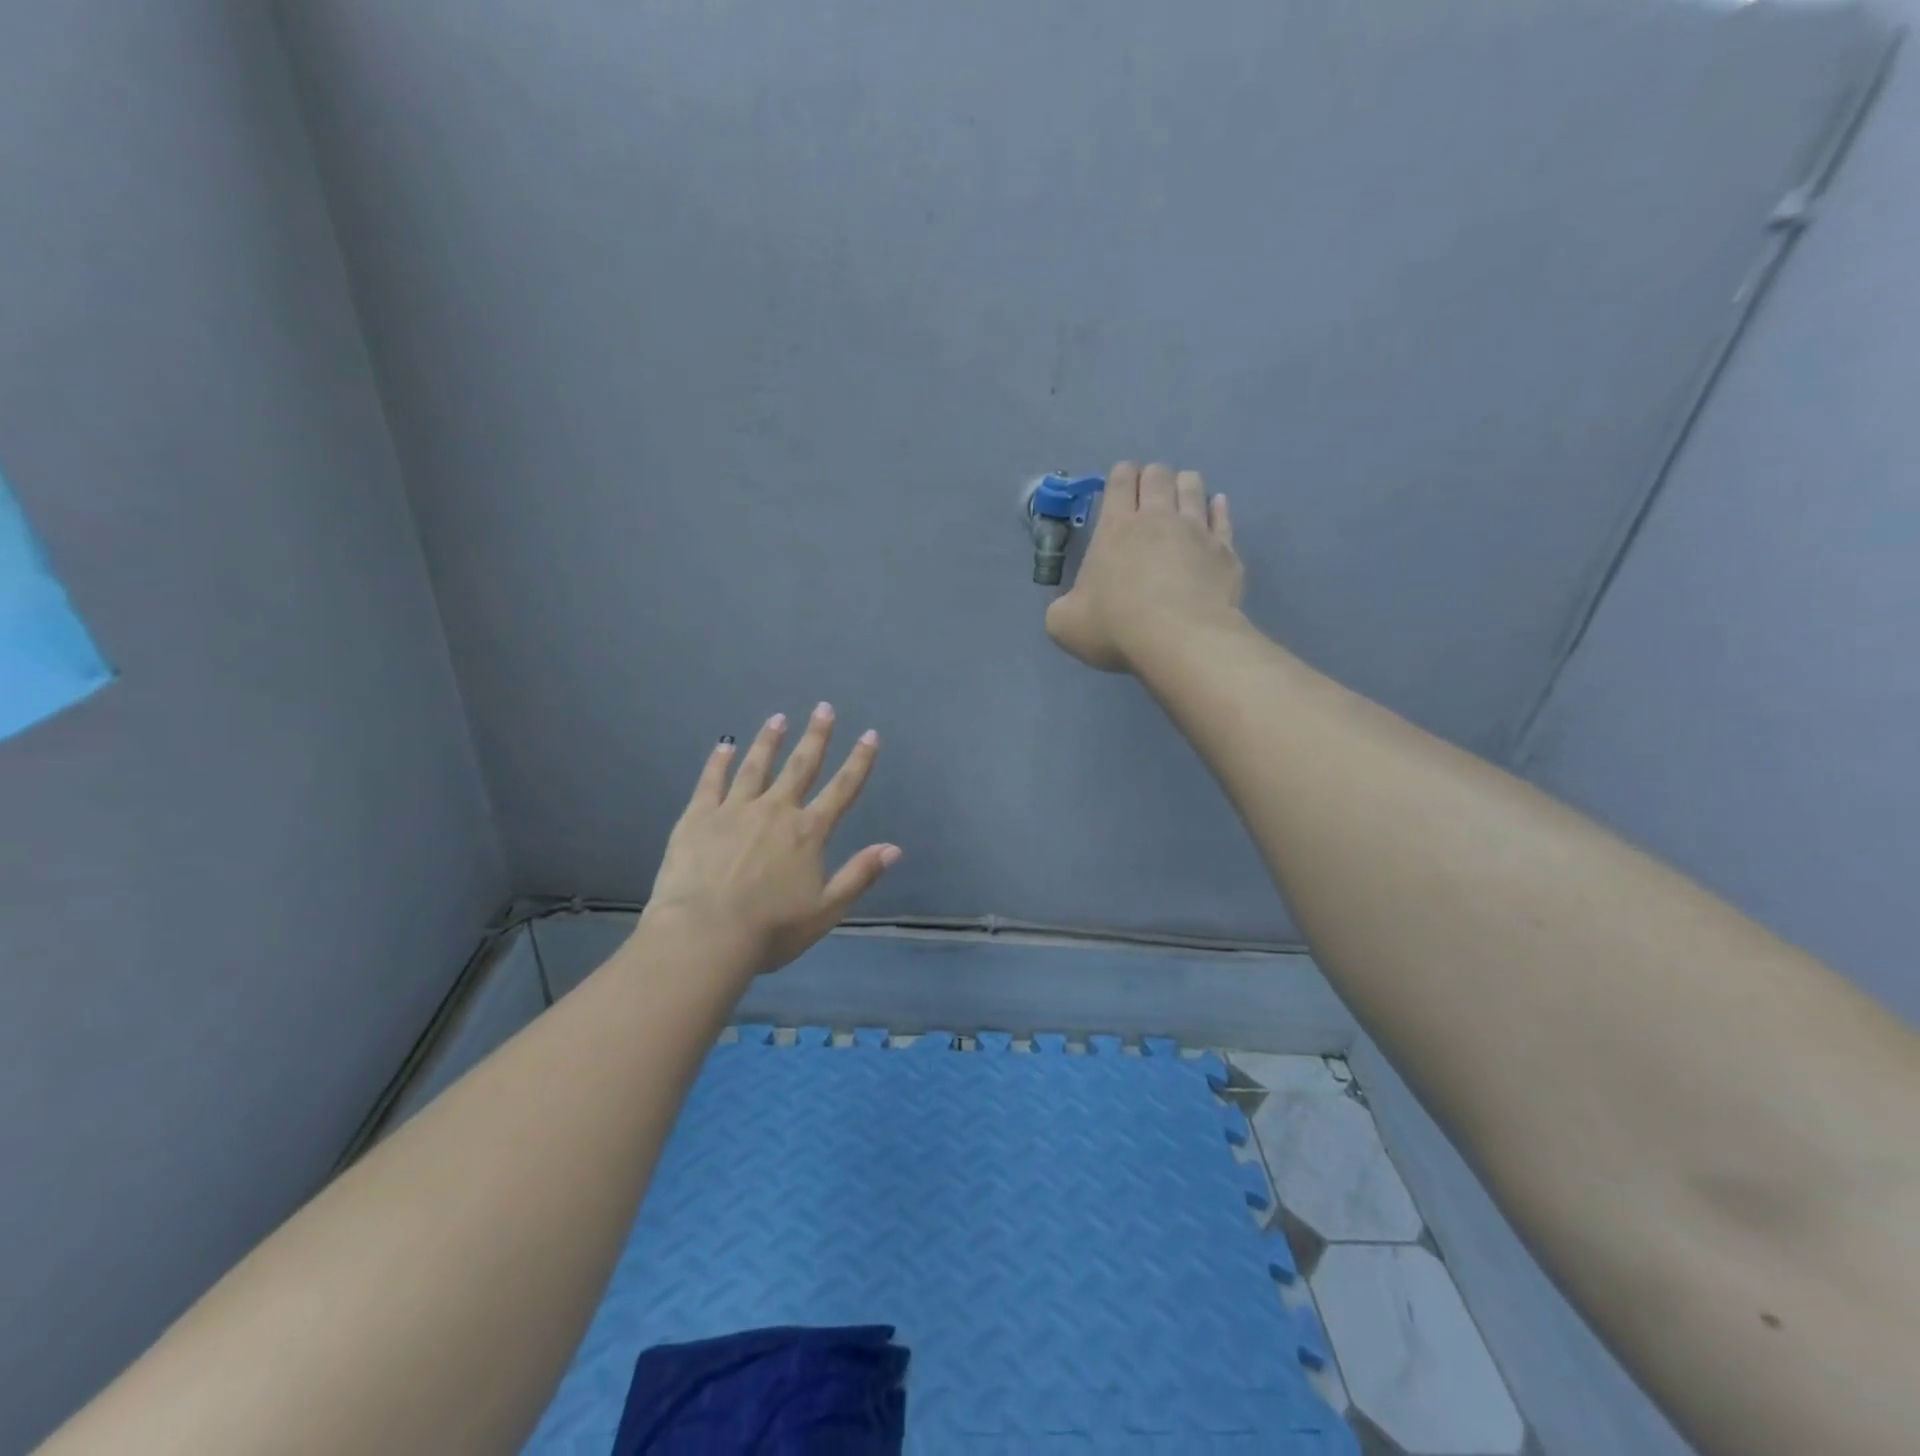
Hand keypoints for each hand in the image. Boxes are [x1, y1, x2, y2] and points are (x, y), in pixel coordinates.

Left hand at [642, 703, 900, 980]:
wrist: (704, 934)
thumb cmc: (770, 929)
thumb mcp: (826, 910)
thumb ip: (859, 875)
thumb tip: (894, 848)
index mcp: (808, 832)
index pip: (842, 789)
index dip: (859, 761)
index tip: (869, 735)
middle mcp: (775, 810)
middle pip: (801, 766)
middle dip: (816, 736)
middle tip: (823, 708)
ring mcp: (735, 810)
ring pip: (756, 766)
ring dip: (769, 741)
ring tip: (778, 718)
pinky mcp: (699, 817)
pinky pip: (711, 782)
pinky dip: (719, 762)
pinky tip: (724, 746)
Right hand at [1045, 461, 1244, 673]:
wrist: (1180, 641)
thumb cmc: (1116, 628)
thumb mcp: (1065, 624)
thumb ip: (1061, 608)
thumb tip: (1068, 605)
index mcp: (1115, 528)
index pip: (1119, 480)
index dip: (1119, 477)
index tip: (1119, 487)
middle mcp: (1157, 518)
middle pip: (1158, 475)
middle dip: (1151, 477)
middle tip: (1146, 497)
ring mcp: (1196, 530)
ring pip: (1192, 486)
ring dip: (1183, 485)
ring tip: (1179, 498)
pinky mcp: (1224, 550)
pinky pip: (1223, 516)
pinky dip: (1217, 508)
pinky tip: (1216, 508)